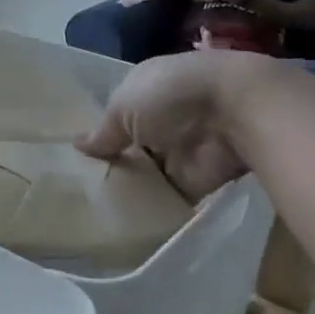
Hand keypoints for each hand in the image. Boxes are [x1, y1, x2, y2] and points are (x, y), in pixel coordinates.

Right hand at [75, 50, 253, 199]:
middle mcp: (163, 120)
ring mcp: (180, 150)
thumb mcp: (123, 107)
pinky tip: (121, 222)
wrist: (238, 113)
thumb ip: (102, 132)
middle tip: (79, 189)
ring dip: (130, 188)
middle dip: (112, 164)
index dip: (100, 134)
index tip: (76, 158)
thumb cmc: (171, 96)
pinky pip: (167, 197)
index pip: (118, 115)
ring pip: (147, 173)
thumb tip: (77, 144)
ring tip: (92, 210)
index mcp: (146, 92)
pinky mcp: (196, 180)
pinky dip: (151, 209)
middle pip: (131, 147)